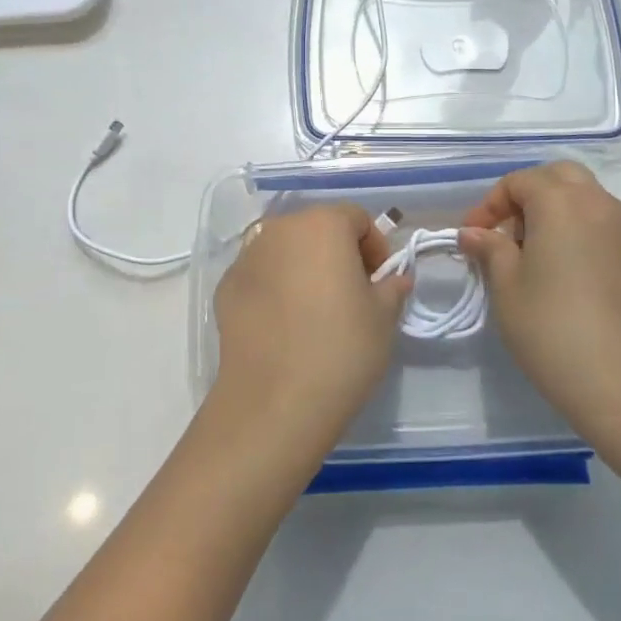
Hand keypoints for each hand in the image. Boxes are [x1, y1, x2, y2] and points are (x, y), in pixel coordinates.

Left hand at [209, 204, 411, 454]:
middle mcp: (279, 229)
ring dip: (304, 267)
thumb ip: (392, 286)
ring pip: (285, 250)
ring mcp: (247, 257)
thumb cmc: (340, 349)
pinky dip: (275, 288)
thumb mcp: (383, 318)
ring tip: (315, 311)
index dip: (374, 246)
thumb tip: (394, 278)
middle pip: (317, 228)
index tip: (380, 281)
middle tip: (351, 294)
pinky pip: (260, 276)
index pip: (356, 218)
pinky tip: (284, 326)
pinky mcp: (225, 287)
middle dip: (337, 252)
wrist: (274, 402)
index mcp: (322, 225)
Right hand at [459, 163, 620, 440]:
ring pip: (578, 195)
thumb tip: (473, 233)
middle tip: (501, 231)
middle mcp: (595, 203)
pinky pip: (592, 219)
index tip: (471, 238)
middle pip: (556, 176)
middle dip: (524, 195)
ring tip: (523, 251)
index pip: (519, 181)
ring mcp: (618, 229)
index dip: (489, 205)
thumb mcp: (506, 286)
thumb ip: (490, 249)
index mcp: (561, 202)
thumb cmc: (552, 327)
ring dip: (548, 209)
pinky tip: (550, 266)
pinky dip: (568, 226)